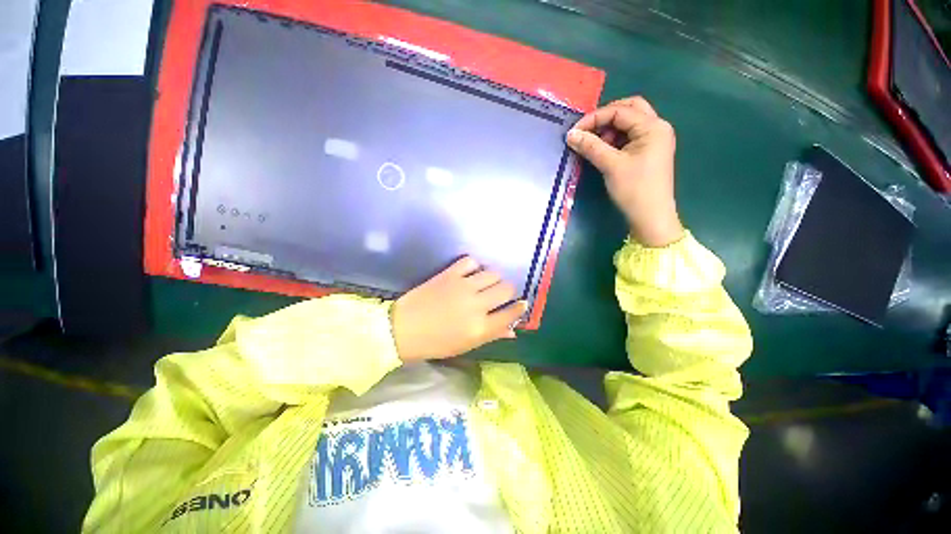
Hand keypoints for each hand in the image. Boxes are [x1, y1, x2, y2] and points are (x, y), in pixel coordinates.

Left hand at [391, 257, 527, 361]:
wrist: (403, 329)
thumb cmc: (435, 343)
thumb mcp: (466, 345)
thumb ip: (492, 335)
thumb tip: (513, 329)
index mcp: (480, 327)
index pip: (511, 313)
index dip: (519, 308)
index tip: (520, 304)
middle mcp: (476, 305)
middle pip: (507, 289)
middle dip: (508, 292)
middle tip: (499, 295)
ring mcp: (463, 286)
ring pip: (493, 273)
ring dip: (493, 279)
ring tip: (484, 284)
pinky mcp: (449, 274)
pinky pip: (471, 261)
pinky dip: (474, 266)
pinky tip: (469, 274)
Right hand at [566, 96, 683, 247]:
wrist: (650, 217)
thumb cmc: (634, 189)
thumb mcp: (611, 165)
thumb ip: (591, 147)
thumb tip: (570, 134)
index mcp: (653, 127)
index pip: (620, 111)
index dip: (595, 118)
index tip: (574, 132)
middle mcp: (657, 128)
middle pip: (629, 110)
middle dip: (605, 118)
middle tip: (587, 131)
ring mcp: (654, 140)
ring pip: (629, 124)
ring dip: (609, 129)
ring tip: (593, 145)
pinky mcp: (648, 152)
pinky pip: (630, 138)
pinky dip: (615, 140)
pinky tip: (603, 151)